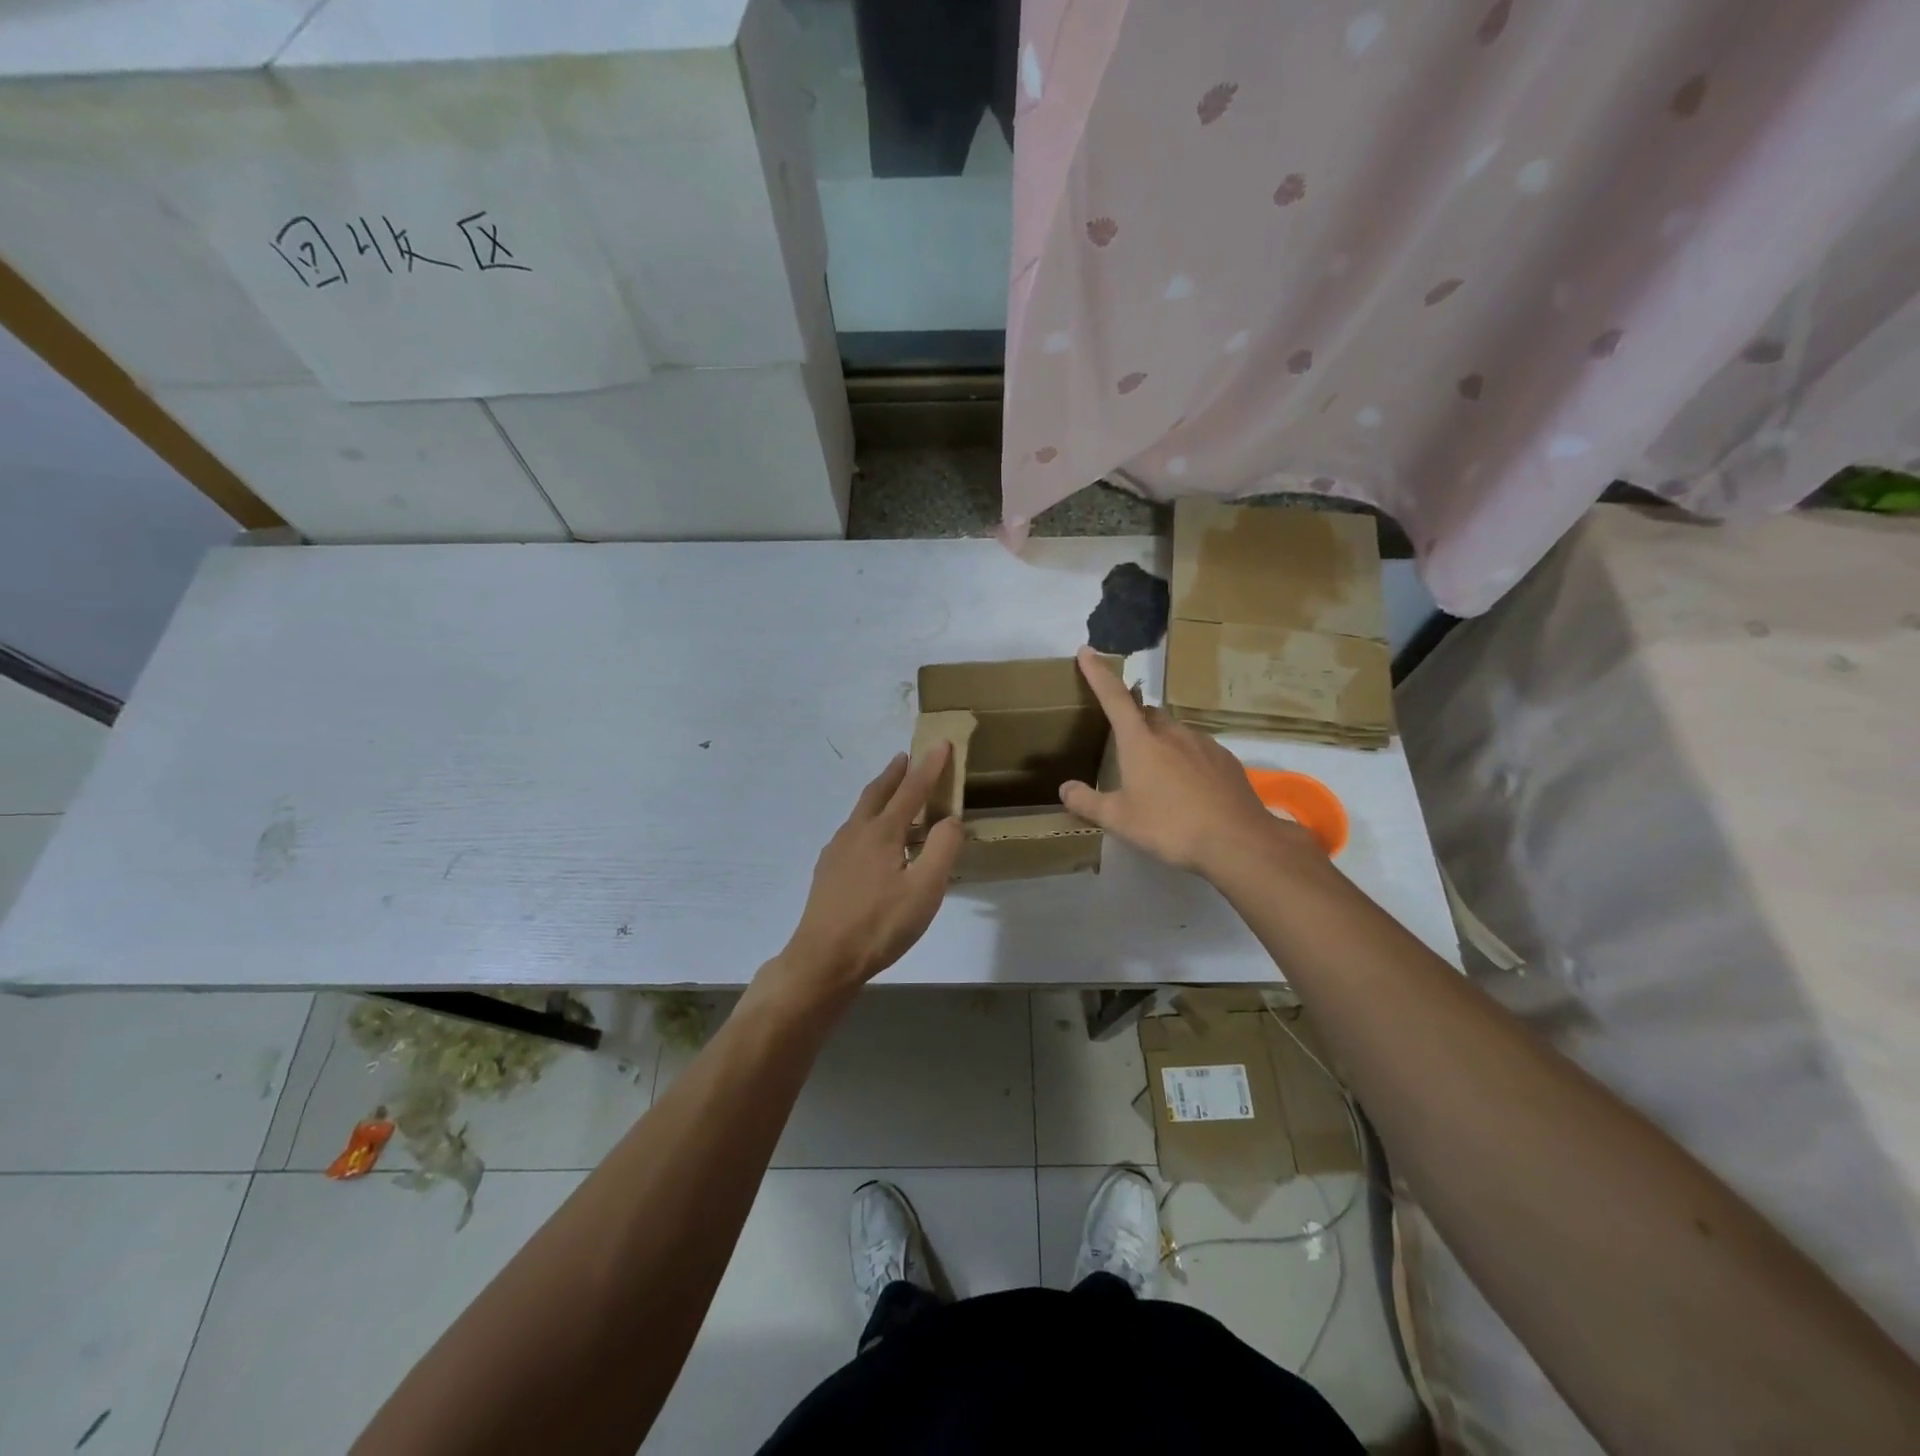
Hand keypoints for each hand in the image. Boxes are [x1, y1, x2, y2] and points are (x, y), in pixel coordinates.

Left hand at [763, 745, 963, 1005]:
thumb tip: (950, 819)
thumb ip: (942, 849)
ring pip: (861, 812)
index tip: (940, 743)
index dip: (929, 767)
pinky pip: (852, 831)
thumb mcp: (925, 890)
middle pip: (878, 792)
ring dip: (880, 795)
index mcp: (882, 833)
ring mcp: (836, 851)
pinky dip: (868, 820)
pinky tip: (870, 840)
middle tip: (906, 757)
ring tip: (892, 793)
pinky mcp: (827, 871)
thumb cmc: (879, 925)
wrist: (823, 960)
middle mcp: (856, 833)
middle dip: (895, 773)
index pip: (912, 790)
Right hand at [1059, 646, 1317, 877]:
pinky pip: (1197, 749)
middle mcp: (1171, 733)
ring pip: (1173, 731)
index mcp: (1140, 741)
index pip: (1113, 696)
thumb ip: (1088, 803)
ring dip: (1159, 741)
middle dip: (1131, 717)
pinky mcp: (1225, 759)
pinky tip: (1187, 786)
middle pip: (1145, 713)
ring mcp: (1202, 743)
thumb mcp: (1119, 820)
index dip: (1097, 672)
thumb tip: (1065, 788)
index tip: (1087, 652)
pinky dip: (1185, 758)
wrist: (1237, 841)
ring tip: (1155, 772)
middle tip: (1122, 739)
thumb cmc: (1169, 826)